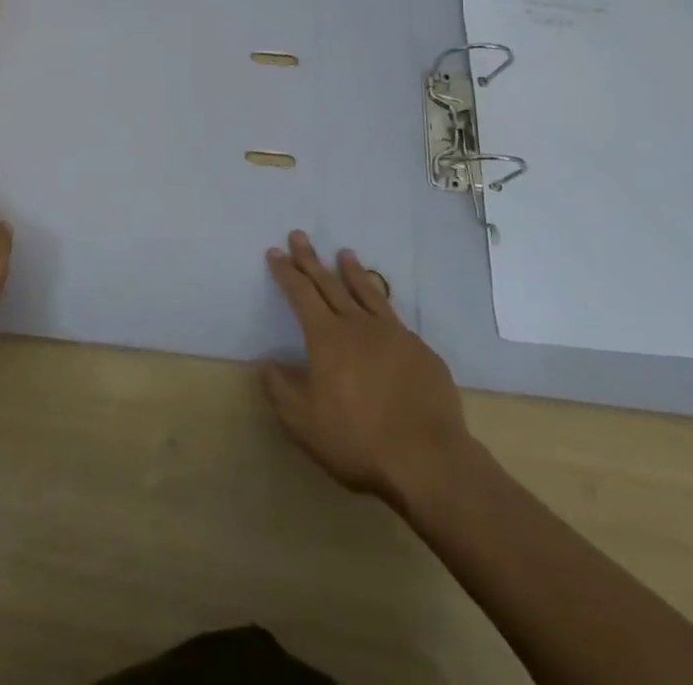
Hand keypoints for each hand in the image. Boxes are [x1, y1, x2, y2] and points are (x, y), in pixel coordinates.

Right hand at [260, 231, 481, 509]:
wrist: (427, 458)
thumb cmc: (357, 440)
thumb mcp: (303, 423)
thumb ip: (280, 390)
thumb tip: (265, 364)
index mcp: (327, 338)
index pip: (301, 294)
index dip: (286, 272)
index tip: (275, 252)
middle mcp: (358, 325)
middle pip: (330, 283)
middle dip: (311, 259)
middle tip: (299, 235)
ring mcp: (393, 334)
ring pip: (367, 292)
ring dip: (352, 271)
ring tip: (344, 253)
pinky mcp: (420, 350)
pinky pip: (394, 316)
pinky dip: (382, 302)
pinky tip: (382, 305)